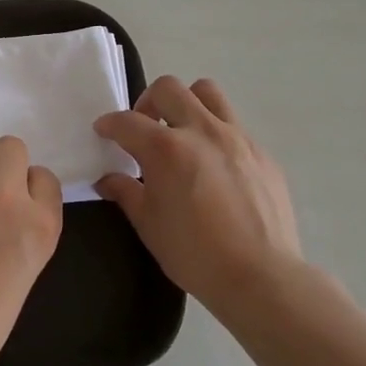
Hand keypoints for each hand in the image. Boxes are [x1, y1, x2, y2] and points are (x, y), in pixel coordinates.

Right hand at [94, 77, 303, 310]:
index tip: (104, 131)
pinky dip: (216, 134)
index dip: (109, 124)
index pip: (128, 121)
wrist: (261, 276)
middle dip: (148, 102)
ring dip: (187, 103)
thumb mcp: (149, 225)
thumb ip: (126, 193)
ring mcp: (237, 138)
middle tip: (145, 128)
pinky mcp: (262, 153)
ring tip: (182, 132)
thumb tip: (107, 180)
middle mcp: (201, 131)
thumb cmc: (194, 254)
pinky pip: (234, 126)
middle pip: (169, 89)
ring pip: (208, 93)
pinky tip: (215, 167)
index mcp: (166, 149)